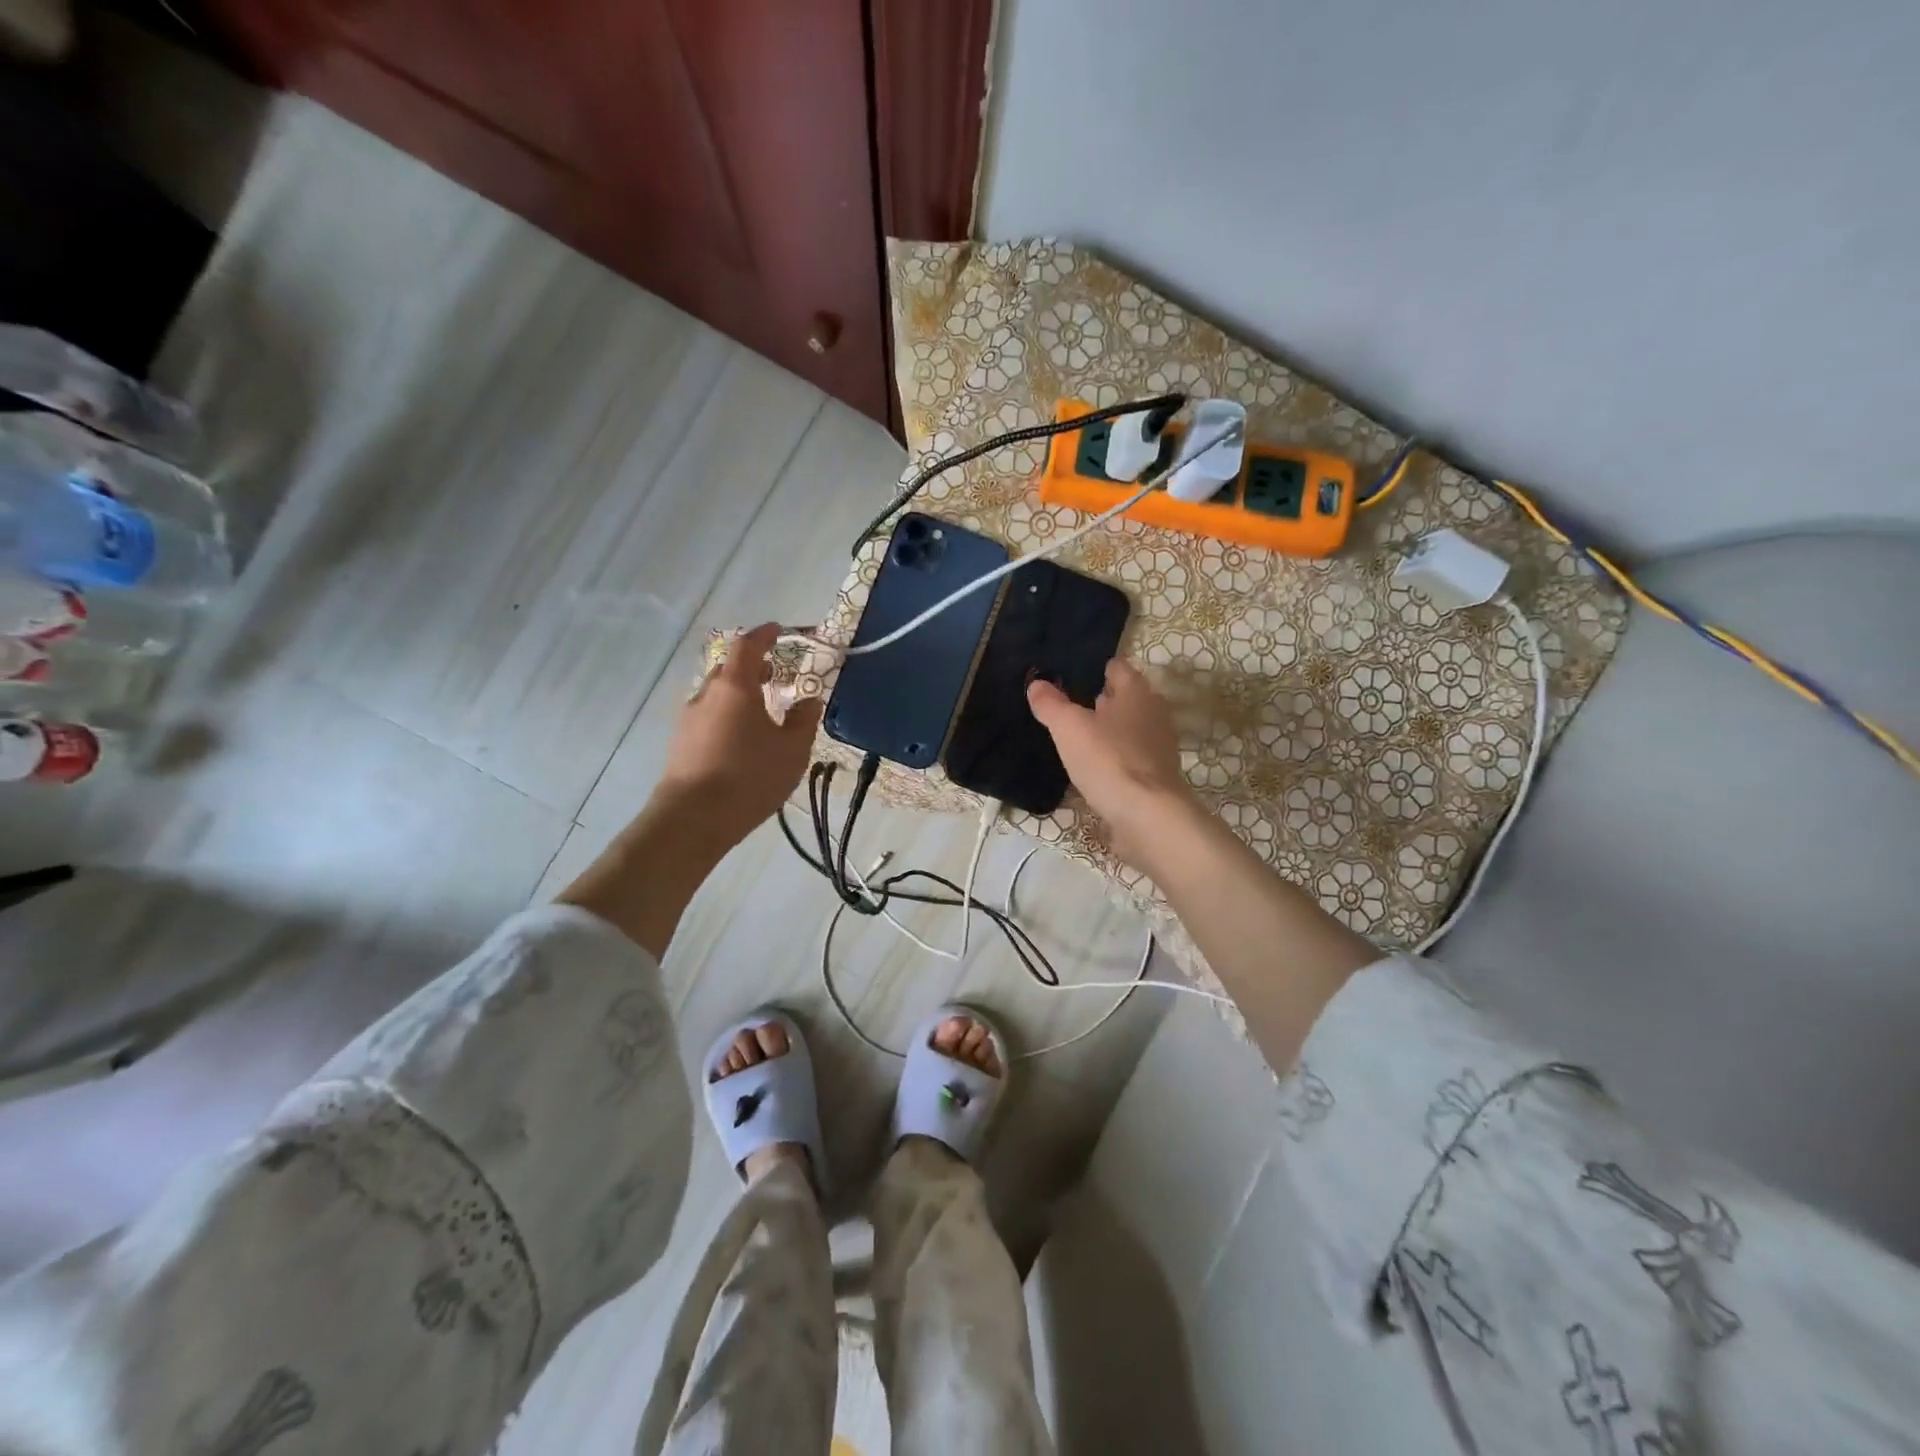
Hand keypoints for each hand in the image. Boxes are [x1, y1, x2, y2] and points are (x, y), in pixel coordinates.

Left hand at [658, 623, 821, 849]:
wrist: (693, 819)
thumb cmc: (749, 777)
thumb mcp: (792, 750)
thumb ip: (803, 720)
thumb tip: (810, 700)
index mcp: (735, 687)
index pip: (748, 645)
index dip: (765, 635)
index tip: (779, 631)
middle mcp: (707, 694)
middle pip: (729, 668)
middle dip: (753, 666)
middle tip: (776, 674)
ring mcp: (689, 718)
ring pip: (717, 694)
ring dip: (739, 693)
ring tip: (762, 710)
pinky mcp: (681, 742)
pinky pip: (709, 716)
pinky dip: (727, 714)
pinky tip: (742, 739)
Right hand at [1027, 658, 1197, 869]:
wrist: (1147, 817)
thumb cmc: (1108, 760)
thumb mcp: (1069, 728)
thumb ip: (1051, 704)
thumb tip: (1036, 683)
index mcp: (1136, 693)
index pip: (1117, 668)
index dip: (1095, 669)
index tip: (1070, 675)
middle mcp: (1153, 714)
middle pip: (1126, 699)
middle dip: (1102, 700)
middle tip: (1069, 706)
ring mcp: (1158, 748)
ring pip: (1129, 729)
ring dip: (1108, 732)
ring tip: (1077, 738)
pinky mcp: (1155, 778)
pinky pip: (1130, 759)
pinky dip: (1114, 759)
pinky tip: (1092, 769)